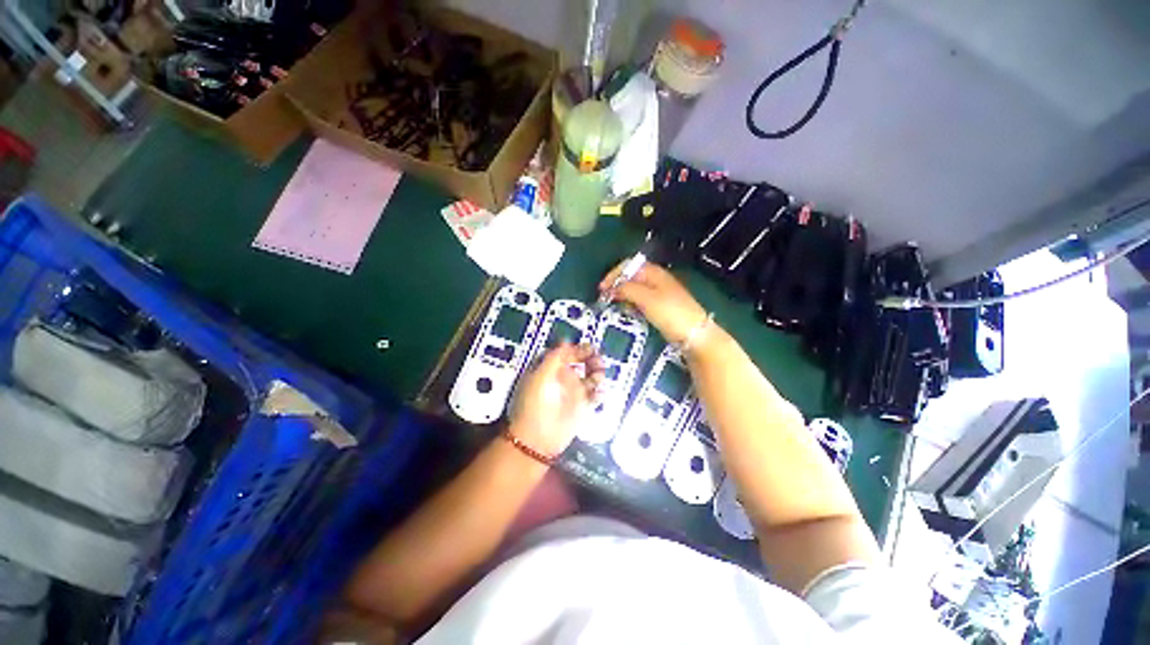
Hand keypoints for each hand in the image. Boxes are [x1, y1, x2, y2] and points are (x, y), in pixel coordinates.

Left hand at [509, 343, 603, 456]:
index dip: (579, 349)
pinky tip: (599, 393)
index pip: (568, 353)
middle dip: (592, 359)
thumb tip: (566, 341)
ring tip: (598, 377)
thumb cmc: (535, 403)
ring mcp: (573, 393)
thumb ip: (555, 357)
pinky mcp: (582, 407)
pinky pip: (595, 396)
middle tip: (598, 361)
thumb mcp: (541, 375)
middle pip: (582, 363)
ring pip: (591, 377)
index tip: (589, 348)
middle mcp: (563, 378)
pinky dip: (599, 393)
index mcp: (551, 369)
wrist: (537, 437)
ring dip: (597, 374)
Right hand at [600, 262, 708, 345]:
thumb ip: (627, 289)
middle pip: (630, 277)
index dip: (613, 275)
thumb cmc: (670, 312)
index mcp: (653, 272)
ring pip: (634, 289)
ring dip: (622, 295)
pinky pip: (639, 301)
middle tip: (604, 298)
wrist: (693, 333)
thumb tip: (611, 288)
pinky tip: (626, 311)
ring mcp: (658, 293)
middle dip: (616, 285)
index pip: (628, 266)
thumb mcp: (646, 298)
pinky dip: (630, 304)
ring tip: (613, 305)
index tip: (602, 289)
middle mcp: (655, 279)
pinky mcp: (659, 306)